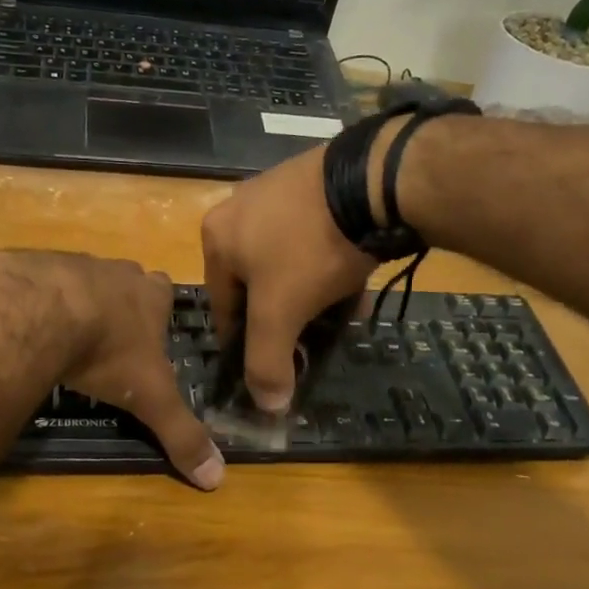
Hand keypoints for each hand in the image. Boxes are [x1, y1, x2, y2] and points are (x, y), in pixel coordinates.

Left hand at [0, 251, 224, 489]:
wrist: (39, 311)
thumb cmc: (107, 350)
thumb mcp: (150, 398)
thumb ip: (182, 434)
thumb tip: (217, 478)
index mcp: (149, 294)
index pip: (165, 292)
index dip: (158, 312)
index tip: (148, 336)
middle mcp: (115, 271)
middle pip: (124, 282)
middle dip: (118, 305)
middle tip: (107, 341)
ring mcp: (71, 262)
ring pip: (80, 279)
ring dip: (75, 303)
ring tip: (62, 337)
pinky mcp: (30, 265)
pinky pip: (36, 282)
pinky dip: (35, 302)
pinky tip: (26, 327)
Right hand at [200, 146, 374, 412]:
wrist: (372, 181)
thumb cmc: (309, 249)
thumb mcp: (281, 313)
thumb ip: (267, 362)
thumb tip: (267, 406)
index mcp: (216, 237)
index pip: (222, 306)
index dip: (244, 343)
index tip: (270, 364)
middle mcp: (238, 209)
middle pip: (256, 284)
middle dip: (283, 317)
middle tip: (308, 339)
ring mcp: (277, 191)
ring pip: (287, 262)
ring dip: (308, 293)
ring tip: (337, 313)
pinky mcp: (314, 183)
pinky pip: (313, 237)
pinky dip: (327, 264)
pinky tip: (352, 280)